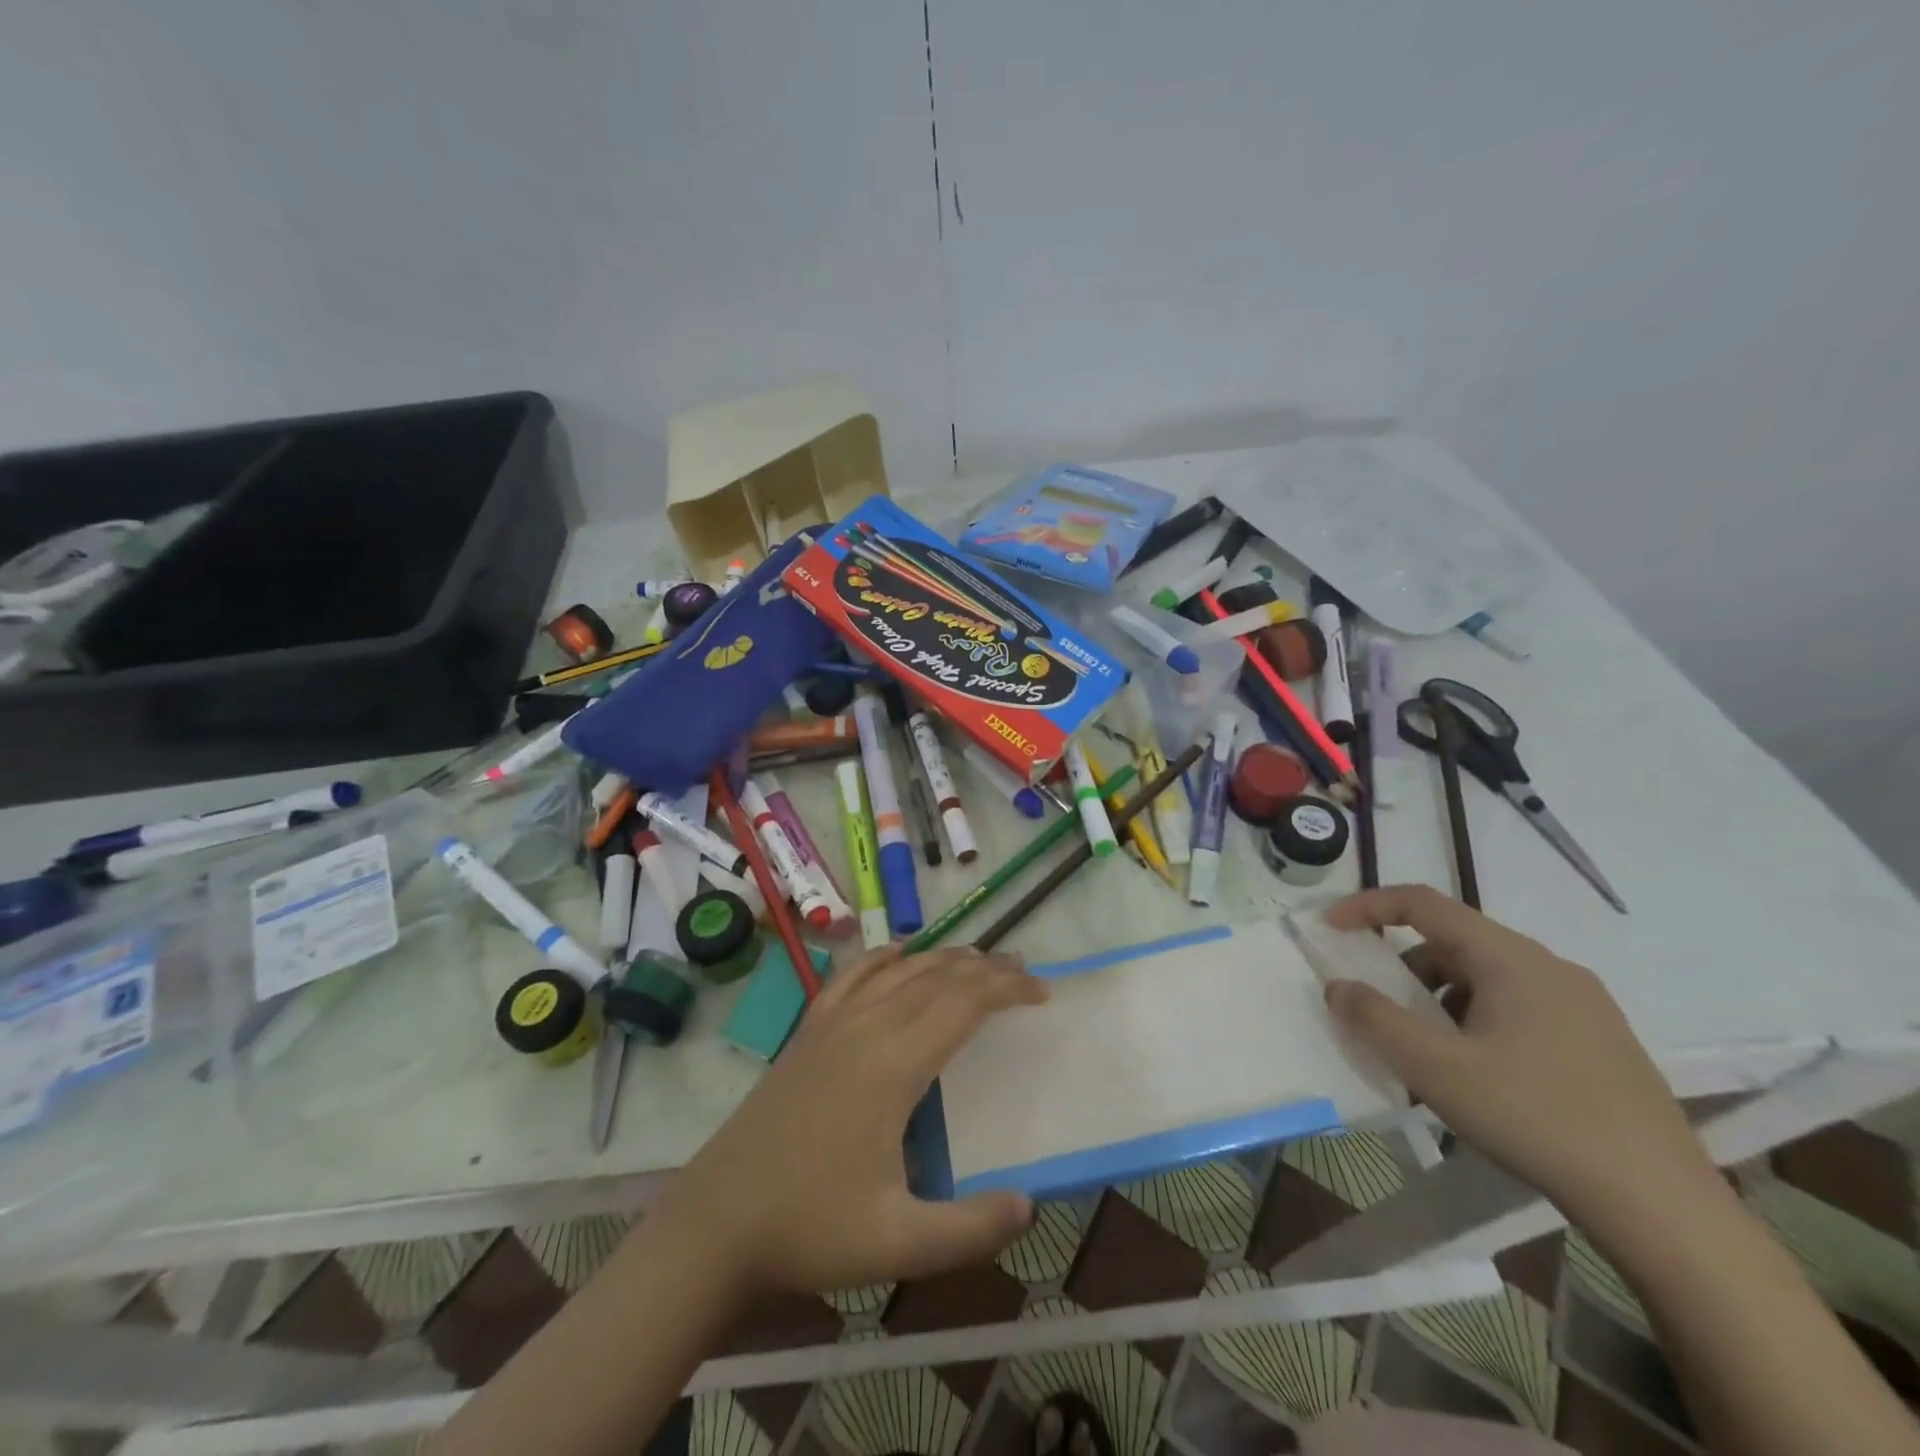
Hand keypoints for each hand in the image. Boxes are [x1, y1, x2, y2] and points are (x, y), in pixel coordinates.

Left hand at [651, 942, 1047, 1297]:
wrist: (716, 1221)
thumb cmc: (808, 1229)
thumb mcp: (897, 1245)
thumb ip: (969, 1229)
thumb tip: (1029, 1204)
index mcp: (893, 1064)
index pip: (964, 1003)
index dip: (1007, 988)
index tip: (1041, 991)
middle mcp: (866, 1028)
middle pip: (937, 976)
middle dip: (985, 968)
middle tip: (1023, 972)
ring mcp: (831, 1024)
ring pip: (899, 970)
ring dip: (944, 958)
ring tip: (978, 960)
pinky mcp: (808, 1032)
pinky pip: (853, 976)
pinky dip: (884, 957)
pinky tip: (899, 953)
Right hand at [1322, 886, 1722, 1231]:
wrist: (1663, 1207)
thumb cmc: (1536, 1118)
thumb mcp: (1435, 1069)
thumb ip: (1374, 1018)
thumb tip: (1339, 986)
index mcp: (1511, 958)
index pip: (1424, 903)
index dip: (1368, 906)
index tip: (1330, 928)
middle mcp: (1550, 968)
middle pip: (1455, 943)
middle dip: (1404, 968)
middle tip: (1378, 1010)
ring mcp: (1584, 1006)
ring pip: (1486, 979)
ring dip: (1440, 1001)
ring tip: (1426, 1056)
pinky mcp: (1601, 1044)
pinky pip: (1518, 1010)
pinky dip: (1476, 1023)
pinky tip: (1477, 1078)